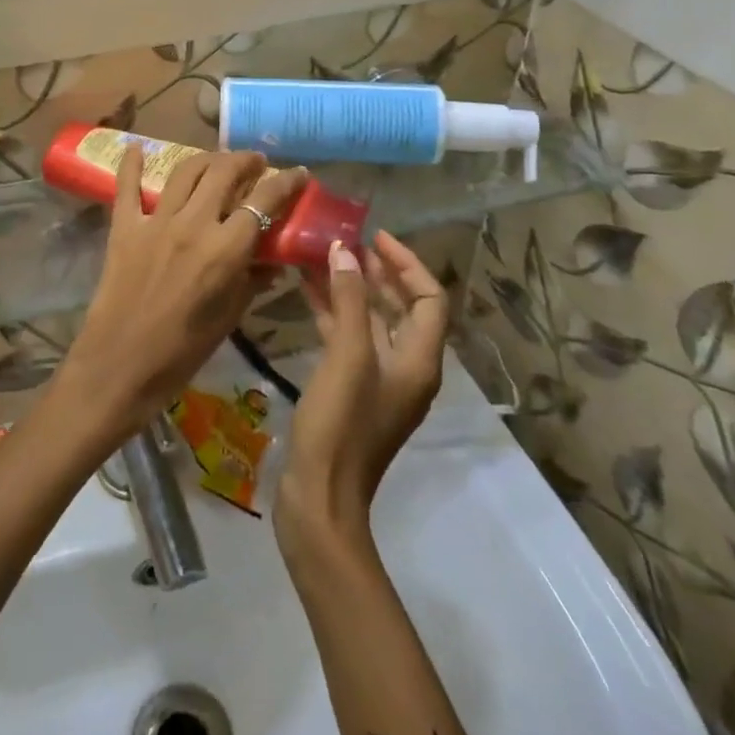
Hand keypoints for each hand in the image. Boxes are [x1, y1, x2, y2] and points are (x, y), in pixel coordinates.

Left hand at [55, 147, 307, 446]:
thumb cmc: (182, 352)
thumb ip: (253, 280)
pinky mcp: (124, 227)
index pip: (264, 201)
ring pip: (185, 171)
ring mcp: (155, 222)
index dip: (286, 182)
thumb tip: (274, 259)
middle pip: (224, 172)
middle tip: (255, 163)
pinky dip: (131, 164)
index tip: (298, 173)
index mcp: (225, 250)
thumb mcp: (229, 318)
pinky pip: (127, 187)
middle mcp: (193, 224)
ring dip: (206, 159)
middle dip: (245, 160)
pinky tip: (136, 147)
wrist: (119, 367)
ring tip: (217, 160)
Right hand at [278, 232, 449, 544]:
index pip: (429, 298)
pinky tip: (305, 292)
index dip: (406, 263)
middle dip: (376, 271)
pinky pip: (348, 338)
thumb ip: (350, 300)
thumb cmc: (341, 424)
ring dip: (350, 288)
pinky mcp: (351, 389)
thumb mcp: (347, 356)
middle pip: (401, 307)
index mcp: (419, 360)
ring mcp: (377, 379)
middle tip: (344, 242)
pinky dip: (332, 312)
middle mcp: (406, 366)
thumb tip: (345, 251)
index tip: (374, 236)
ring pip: (371, 320)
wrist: (320, 498)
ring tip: (320, 257)